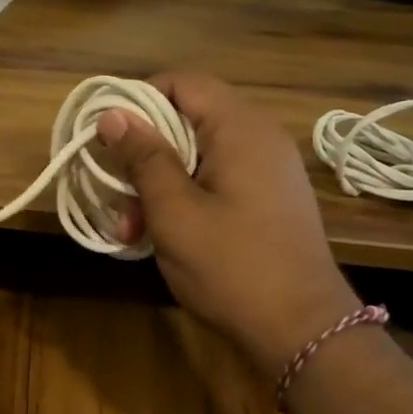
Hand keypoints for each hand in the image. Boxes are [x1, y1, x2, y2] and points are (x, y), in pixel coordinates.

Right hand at [99, 73, 359, 378]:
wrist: (304, 331)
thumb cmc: (232, 266)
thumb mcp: (174, 212)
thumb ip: (143, 157)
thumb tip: (113, 114)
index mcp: (240, 128)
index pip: (182, 83)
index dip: (139, 102)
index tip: (108, 141)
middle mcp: (260, 138)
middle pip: (188, 120)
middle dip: (145, 156)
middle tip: (119, 201)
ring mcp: (269, 170)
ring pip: (199, 156)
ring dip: (160, 184)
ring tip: (134, 231)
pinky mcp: (270, 200)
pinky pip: (218, 180)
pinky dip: (187, 198)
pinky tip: (165, 236)